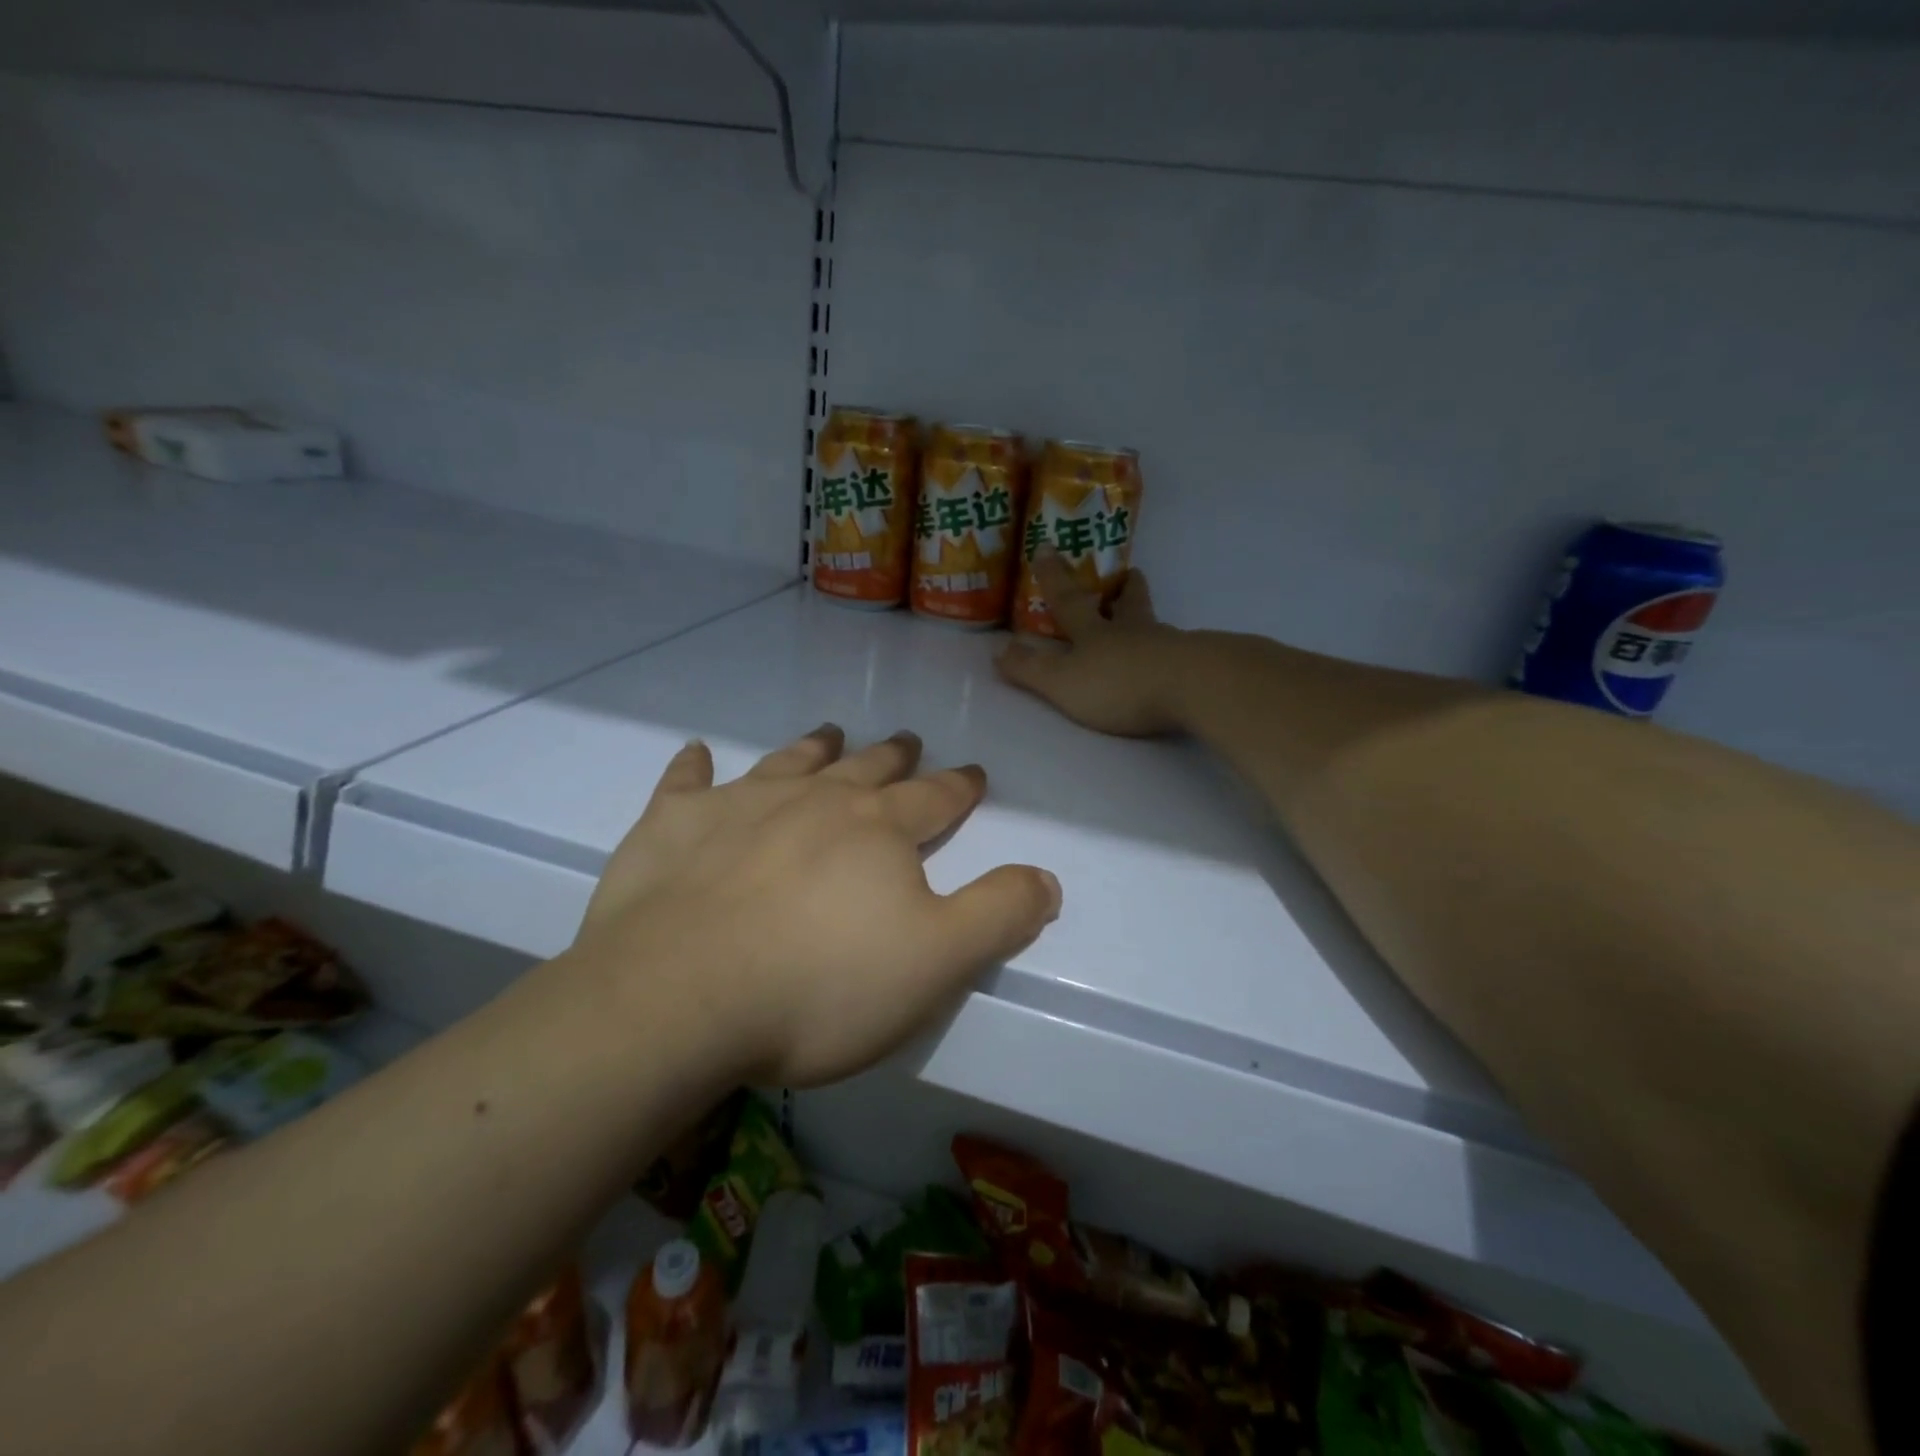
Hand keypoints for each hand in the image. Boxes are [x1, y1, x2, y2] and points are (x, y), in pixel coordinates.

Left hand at [569, 727, 1060, 1087]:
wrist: (679, 999)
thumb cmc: (820, 986)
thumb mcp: (937, 962)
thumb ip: (998, 914)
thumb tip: (1047, 878)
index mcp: (878, 829)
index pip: (934, 798)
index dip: (959, 786)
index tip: (974, 772)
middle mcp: (814, 800)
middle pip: (865, 768)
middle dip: (892, 755)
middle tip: (905, 739)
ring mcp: (739, 806)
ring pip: (788, 762)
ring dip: (813, 747)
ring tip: (829, 731)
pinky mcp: (672, 827)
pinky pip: (685, 784)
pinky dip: (693, 768)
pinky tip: (695, 753)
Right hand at [995, 550, 1189, 736]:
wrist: (1191, 688)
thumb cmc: (1118, 682)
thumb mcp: (1062, 681)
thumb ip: (1030, 669)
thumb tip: (999, 651)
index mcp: (1095, 632)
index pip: (1069, 600)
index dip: (1054, 577)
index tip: (1047, 547)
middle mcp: (1132, 631)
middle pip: (1129, 602)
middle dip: (1125, 588)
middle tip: (1131, 572)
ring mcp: (1168, 646)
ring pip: (1155, 625)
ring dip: (1147, 619)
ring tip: (1147, 621)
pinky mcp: (1195, 667)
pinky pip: (1179, 652)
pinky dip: (1171, 651)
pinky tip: (1173, 660)